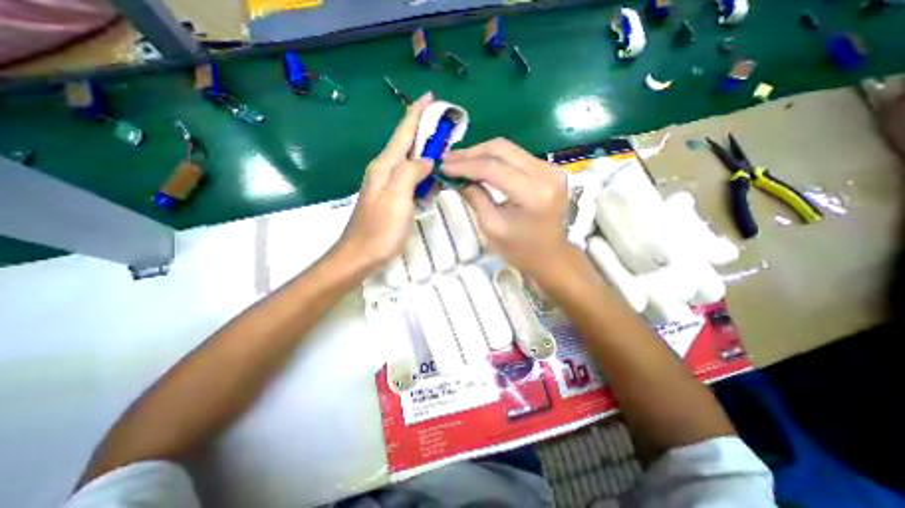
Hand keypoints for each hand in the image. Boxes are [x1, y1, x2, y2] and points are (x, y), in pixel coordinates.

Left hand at [335, 93, 433, 271]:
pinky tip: (433, 180)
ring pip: (410, 162)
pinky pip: (410, 179)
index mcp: (384, 167)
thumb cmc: (379, 231)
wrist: (361, 255)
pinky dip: (424, 175)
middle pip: (406, 144)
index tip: (430, 97)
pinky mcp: (391, 197)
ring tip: (446, 154)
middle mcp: (384, 170)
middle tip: (447, 130)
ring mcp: (387, 185)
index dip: (416, 113)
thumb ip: (409, 173)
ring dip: (427, 155)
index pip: (403, 132)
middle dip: (426, 132)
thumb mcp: (396, 199)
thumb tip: (425, 158)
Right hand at [440, 138, 570, 278]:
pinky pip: (517, 157)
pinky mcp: (551, 169)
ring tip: (459, 161)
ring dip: (482, 154)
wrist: (551, 257)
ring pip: (509, 149)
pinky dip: (496, 159)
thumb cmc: (520, 250)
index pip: (493, 169)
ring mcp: (552, 169)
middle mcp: (547, 174)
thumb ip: (475, 197)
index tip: (443, 166)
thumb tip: (455, 177)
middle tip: (448, 160)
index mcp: (533, 194)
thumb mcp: (492, 226)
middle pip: (502, 149)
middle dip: (471, 153)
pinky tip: (480, 165)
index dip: (465, 166)